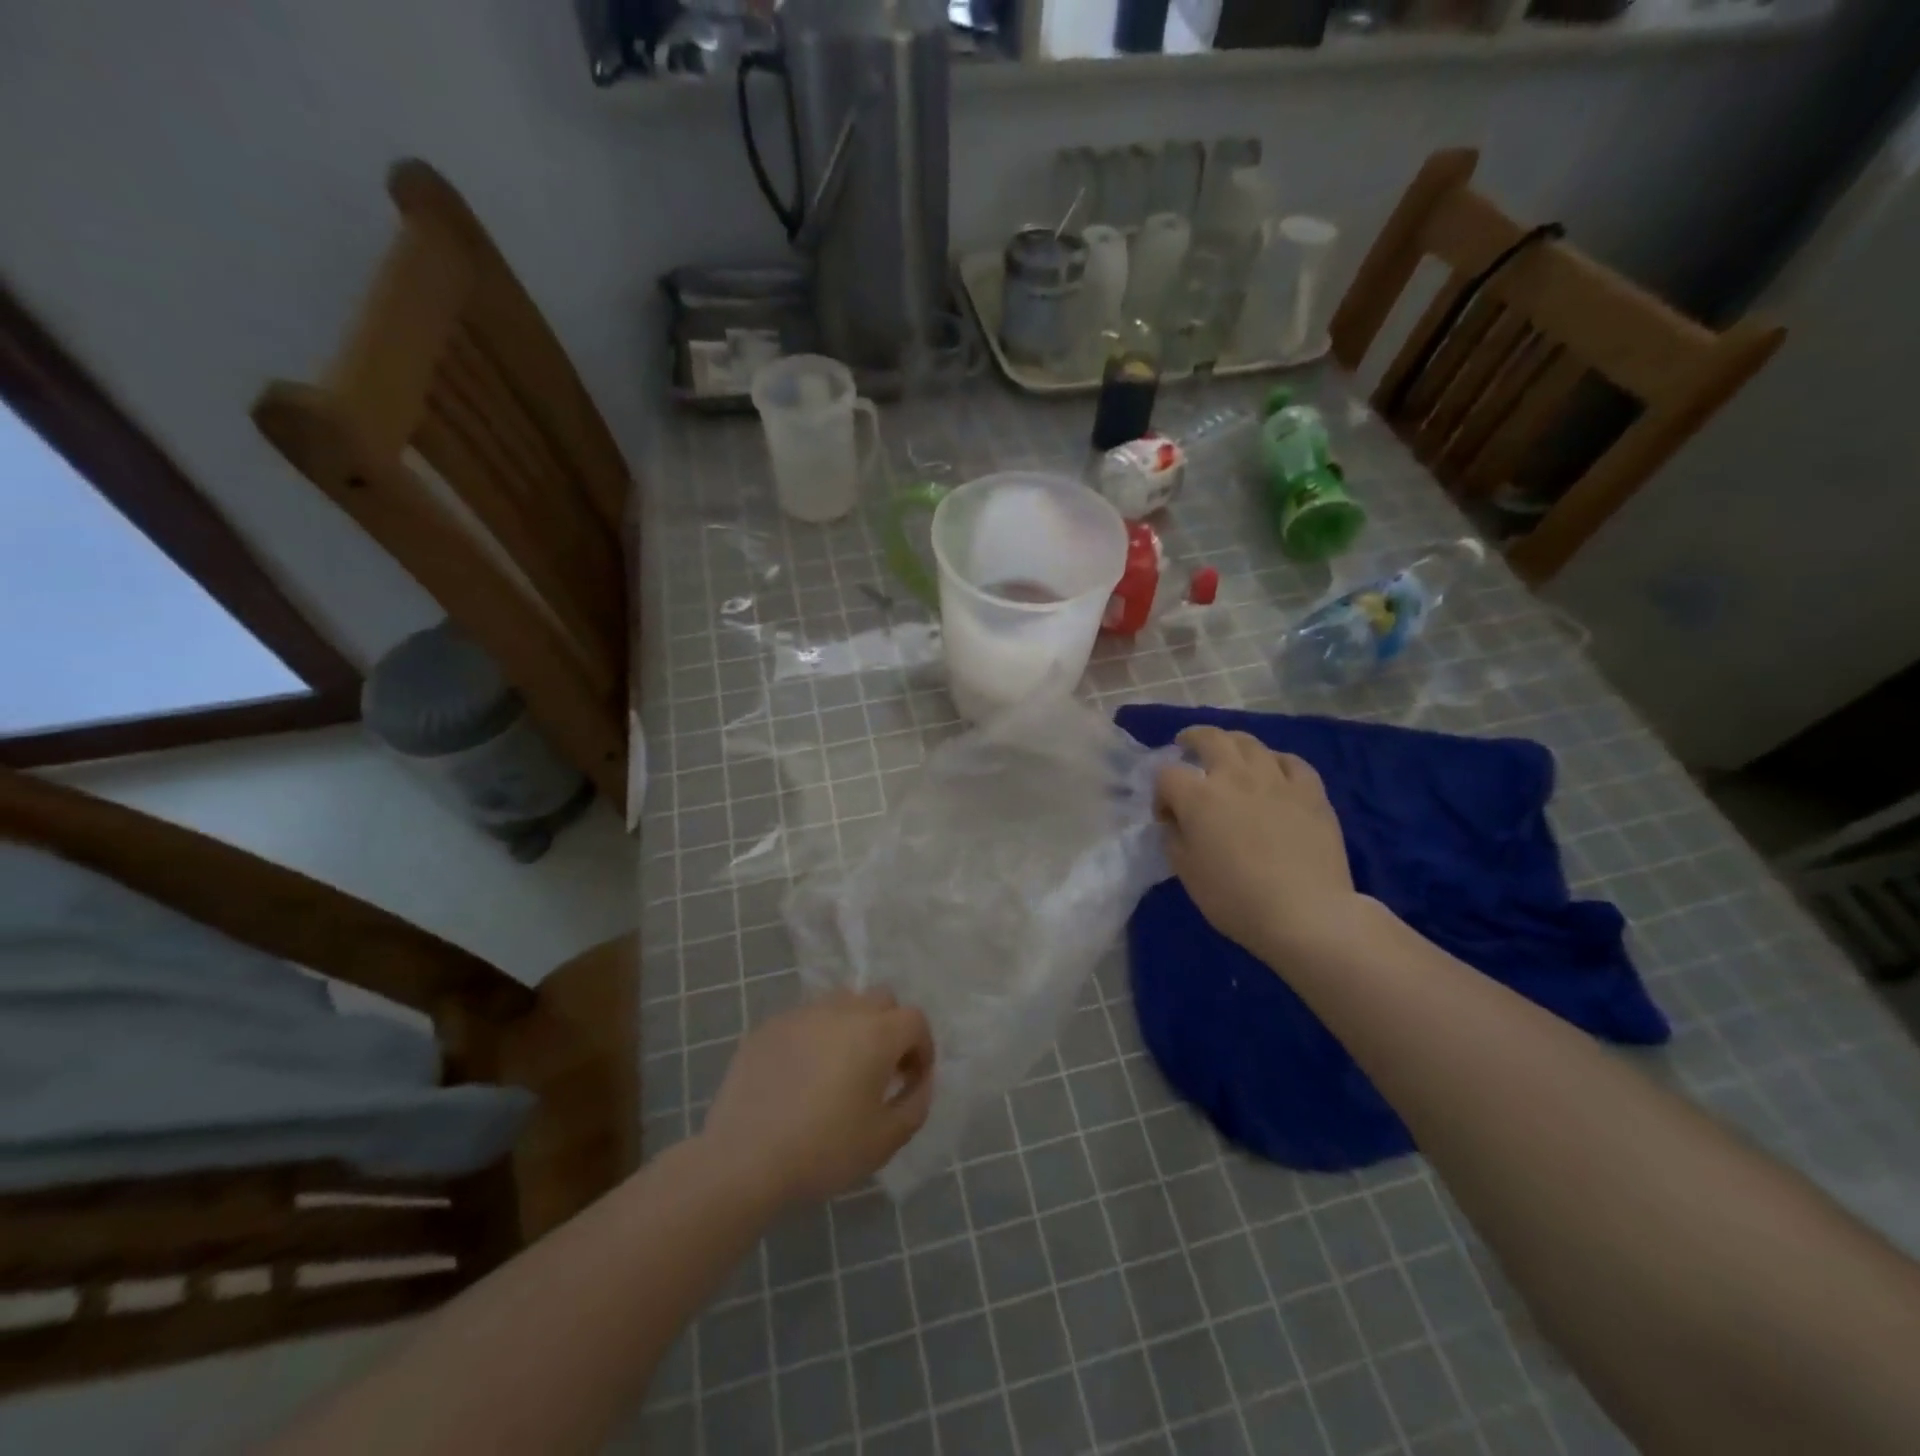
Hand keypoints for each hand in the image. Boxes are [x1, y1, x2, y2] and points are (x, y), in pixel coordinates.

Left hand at [700, 989, 934, 1205]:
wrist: (744, 1159)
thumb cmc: (824, 1151)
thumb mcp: (885, 1140)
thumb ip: (916, 1104)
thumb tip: (920, 1081)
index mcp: (876, 1033)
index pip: (915, 1020)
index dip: (922, 1048)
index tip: (911, 1080)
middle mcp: (842, 1011)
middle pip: (880, 1000)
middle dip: (890, 1028)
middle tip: (880, 1069)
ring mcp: (801, 1014)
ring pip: (841, 1003)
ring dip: (852, 1026)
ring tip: (839, 1068)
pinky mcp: (768, 1026)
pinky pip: (804, 1020)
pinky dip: (814, 1037)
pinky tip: (800, 1076)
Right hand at [1155, 726, 1361, 962]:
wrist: (1305, 913)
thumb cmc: (1235, 898)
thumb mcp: (1186, 872)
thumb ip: (1175, 838)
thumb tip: (1177, 822)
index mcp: (1198, 797)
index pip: (1167, 775)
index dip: (1160, 793)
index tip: (1166, 817)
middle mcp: (1235, 776)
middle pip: (1209, 739)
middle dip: (1192, 739)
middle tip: (1187, 746)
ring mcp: (1276, 780)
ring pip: (1250, 743)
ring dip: (1232, 744)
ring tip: (1228, 754)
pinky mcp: (1311, 791)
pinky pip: (1291, 762)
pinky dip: (1275, 761)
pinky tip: (1273, 772)